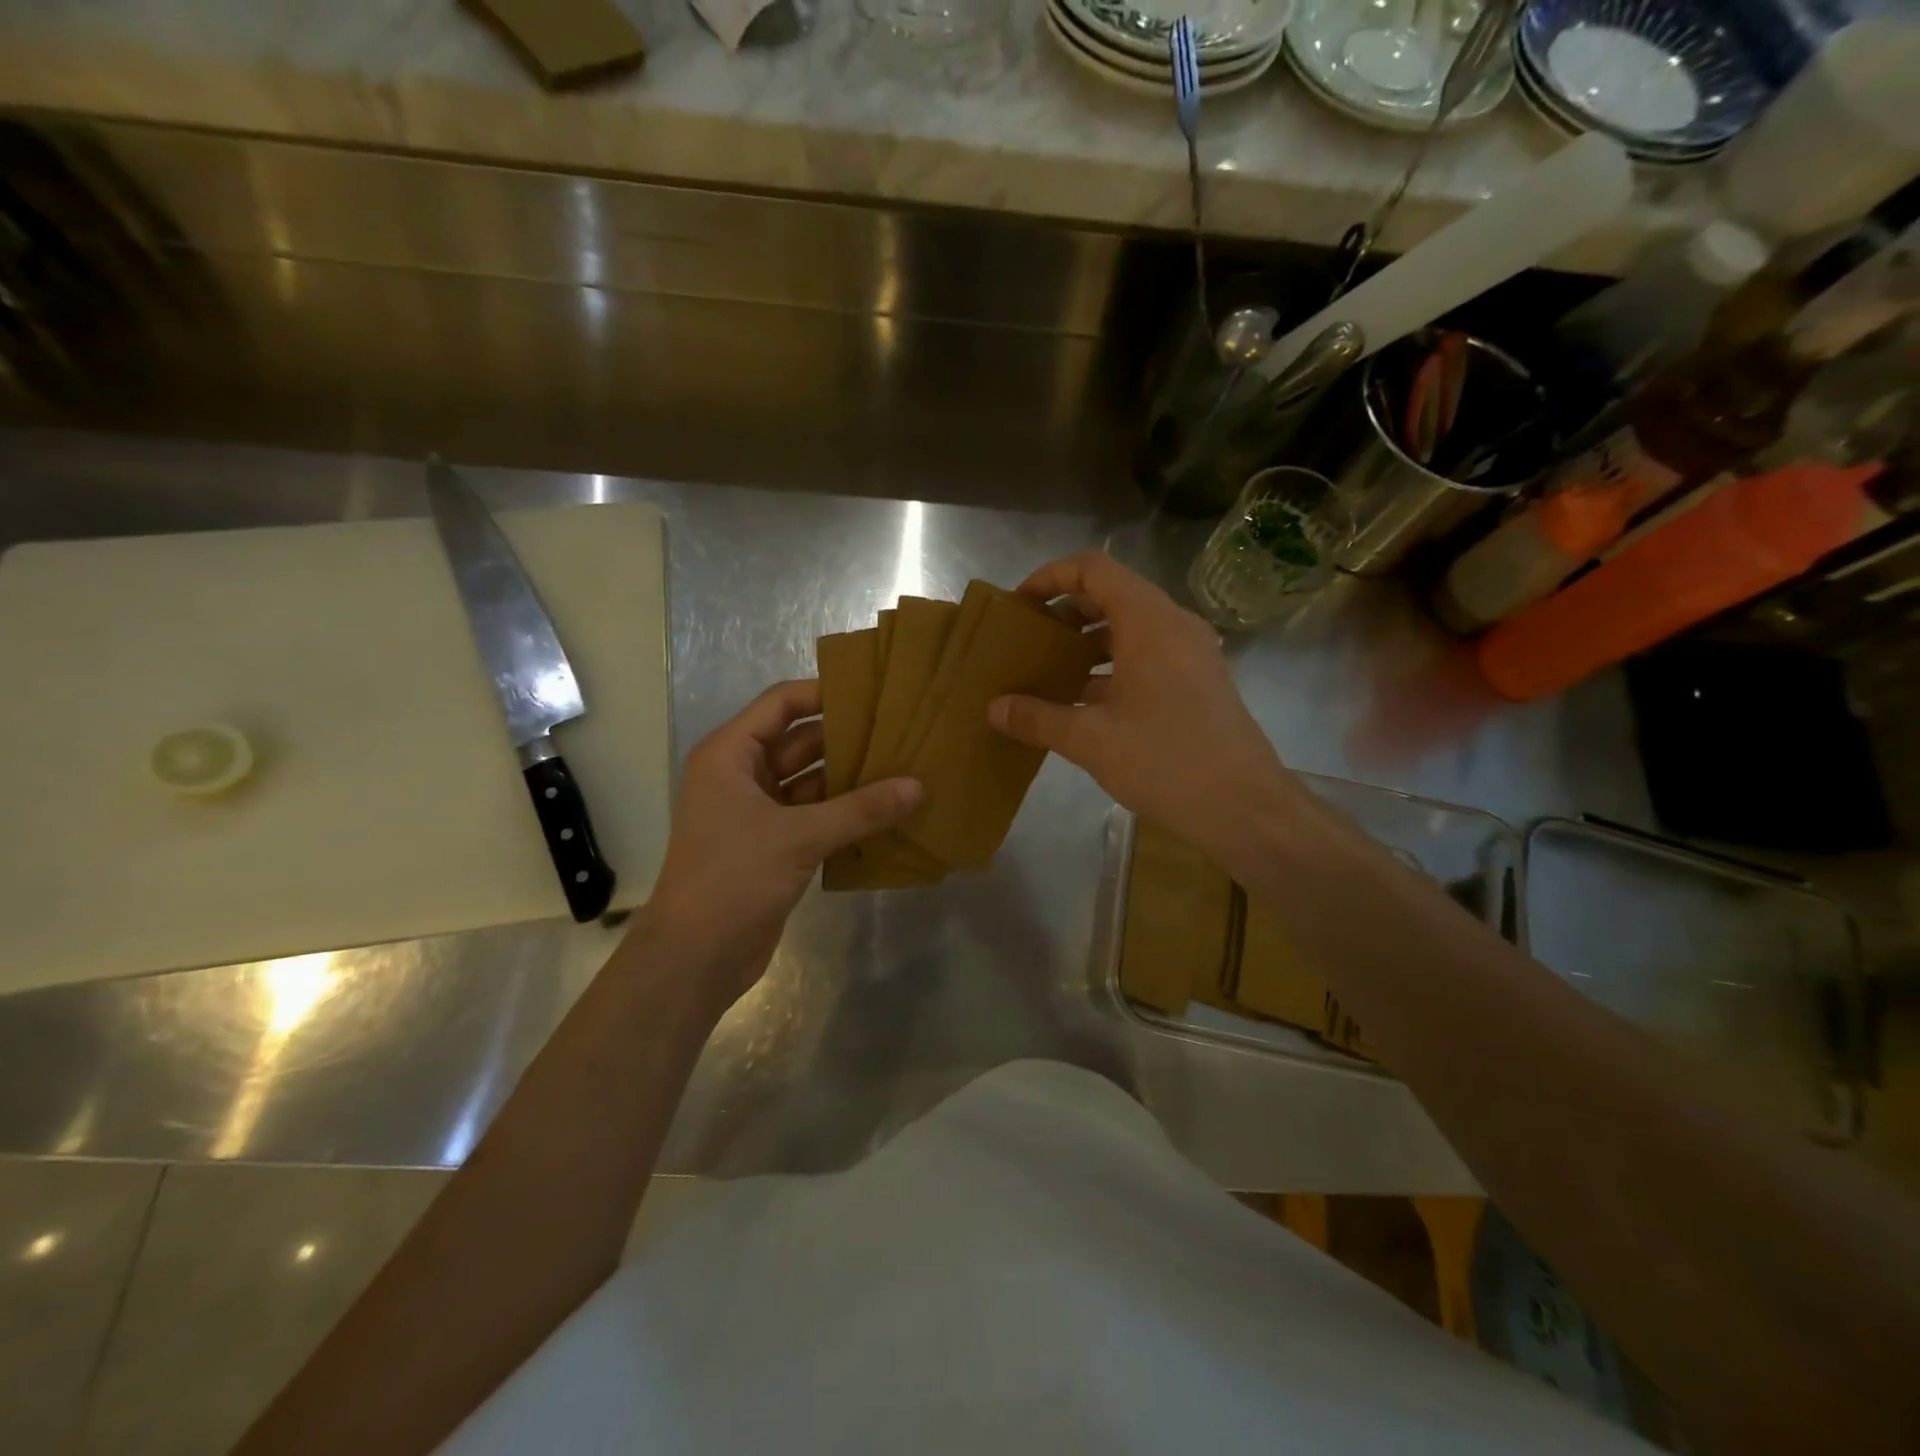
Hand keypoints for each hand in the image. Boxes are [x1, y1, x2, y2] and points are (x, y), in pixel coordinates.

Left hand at [634, 680, 920, 1007]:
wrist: (696, 957)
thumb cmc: (733, 878)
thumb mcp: (799, 836)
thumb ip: (861, 810)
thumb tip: (917, 786)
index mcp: (730, 755)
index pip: (780, 704)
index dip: (823, 693)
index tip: (873, 690)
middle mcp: (741, 776)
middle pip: (799, 742)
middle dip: (846, 738)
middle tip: (901, 730)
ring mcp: (757, 813)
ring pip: (810, 782)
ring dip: (849, 779)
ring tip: (903, 767)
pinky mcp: (773, 845)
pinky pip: (814, 816)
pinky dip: (844, 813)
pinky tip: (886, 811)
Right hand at [988, 551, 1302, 872]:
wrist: (1244, 807)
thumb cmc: (1165, 760)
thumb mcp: (1091, 739)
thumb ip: (1038, 718)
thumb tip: (994, 709)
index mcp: (1149, 622)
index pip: (1095, 569)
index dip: (1052, 577)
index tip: (1020, 604)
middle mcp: (1174, 625)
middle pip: (1112, 595)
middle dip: (1066, 612)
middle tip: (1028, 638)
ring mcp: (1191, 654)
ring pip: (1130, 628)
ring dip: (1088, 641)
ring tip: (1049, 669)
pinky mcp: (1198, 683)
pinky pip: (1147, 656)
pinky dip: (1112, 666)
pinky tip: (1083, 701)